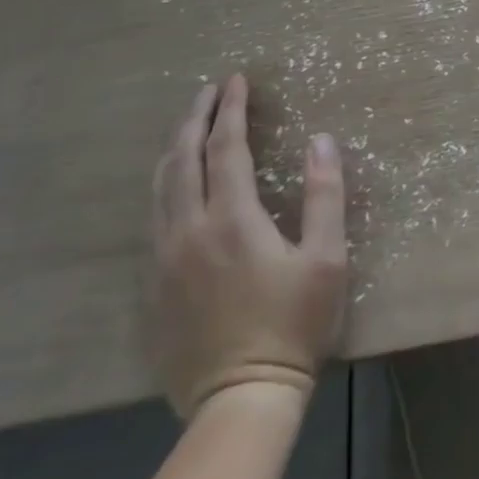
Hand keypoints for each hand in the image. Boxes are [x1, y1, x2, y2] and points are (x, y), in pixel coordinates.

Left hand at [150, 74, 348, 417]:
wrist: (240, 399)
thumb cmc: (293, 323)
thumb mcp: (325, 258)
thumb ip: (325, 194)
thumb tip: (322, 139)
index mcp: (232, 219)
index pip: (226, 148)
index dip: (231, 110)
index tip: (237, 80)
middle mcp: (188, 231)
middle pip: (182, 160)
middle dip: (195, 119)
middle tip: (210, 91)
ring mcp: (163, 261)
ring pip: (159, 189)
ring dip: (175, 150)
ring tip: (189, 126)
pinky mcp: (153, 287)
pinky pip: (153, 219)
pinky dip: (165, 186)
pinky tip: (175, 186)